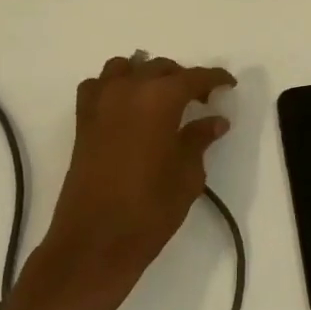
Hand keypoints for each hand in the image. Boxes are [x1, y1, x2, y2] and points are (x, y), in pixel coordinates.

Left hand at [17, 54, 234, 309]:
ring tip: (161, 99)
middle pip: (159, 68)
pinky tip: (127, 108)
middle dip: (182, 78)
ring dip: (145, 76)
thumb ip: (200, 140)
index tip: (228, 84)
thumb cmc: (150, 209)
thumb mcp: (187, 174)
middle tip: (200, 100)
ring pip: (124, 68)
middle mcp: (127, 91)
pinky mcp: (82, 122)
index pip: (193, 77)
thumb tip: (215, 121)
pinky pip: (98, 87)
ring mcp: (100, 104)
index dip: (214, 78)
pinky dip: (114, 87)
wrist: (95, 242)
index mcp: (159, 99)